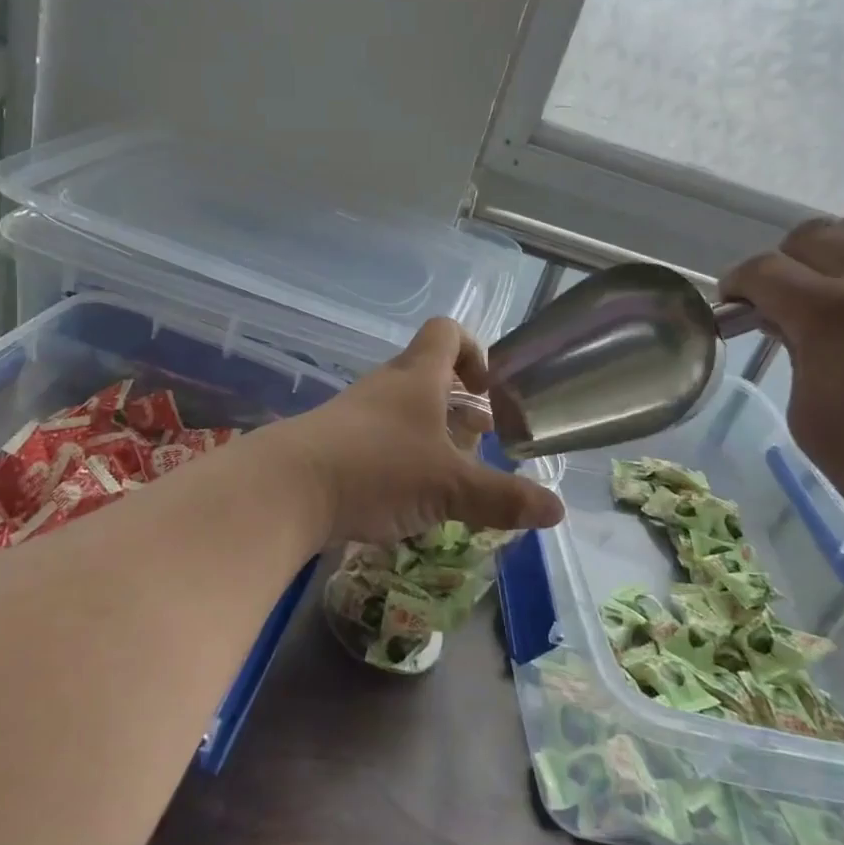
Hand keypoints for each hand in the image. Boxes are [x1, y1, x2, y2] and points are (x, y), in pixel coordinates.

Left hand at [271, 318, 564, 545]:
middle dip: (457, 405)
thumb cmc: (378, 469)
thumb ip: (503, 498)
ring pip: (402, 411)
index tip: (485, 389)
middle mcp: (386, 386)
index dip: (473, 351)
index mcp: (417, 377)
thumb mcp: (450, 487)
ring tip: (448, 477)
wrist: (286, 489)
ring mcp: (355, 413)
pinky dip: (399, 458)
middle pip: (427, 375)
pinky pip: (377, 439)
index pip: (447, 333)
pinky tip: (405, 498)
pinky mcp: (333, 443)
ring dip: (429, 435)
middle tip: (477, 442)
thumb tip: (557, 511)